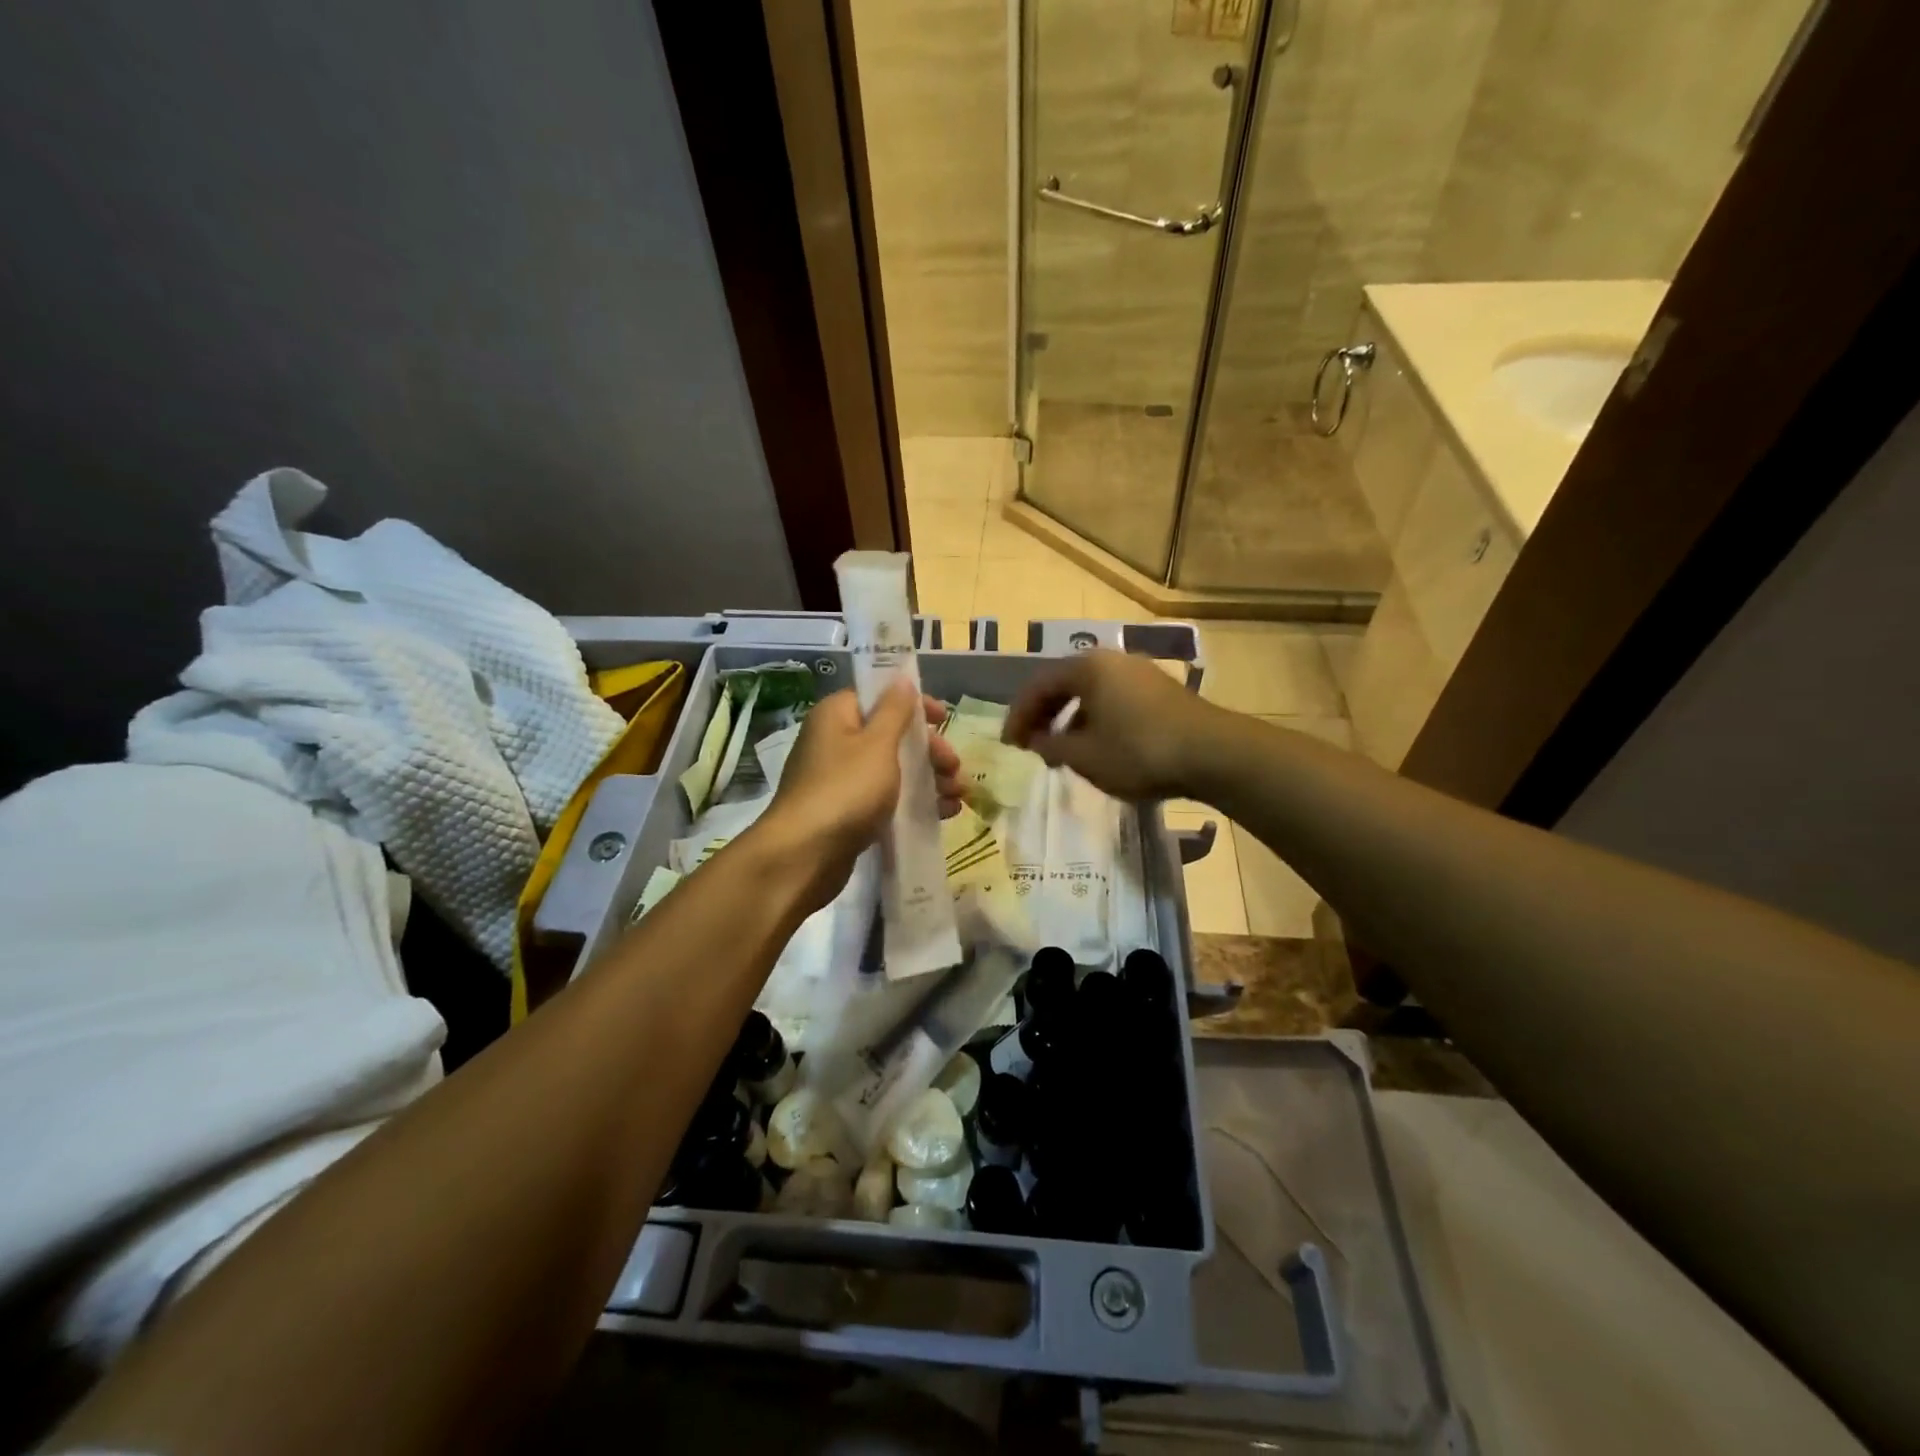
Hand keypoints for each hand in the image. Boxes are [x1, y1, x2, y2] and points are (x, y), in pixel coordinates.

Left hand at [757, 682, 962, 910]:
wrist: (804, 855)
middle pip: (891, 736)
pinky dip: (913, 801)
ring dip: (928, 778)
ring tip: (957, 796)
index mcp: (837, 716)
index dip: (914, 706)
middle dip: (929, 751)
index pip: (879, 698)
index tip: (944, 720)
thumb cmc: (845, 789)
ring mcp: (839, 779)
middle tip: (955, 767)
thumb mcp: (877, 744)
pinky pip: (886, 798)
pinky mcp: (846, 812)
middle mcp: (835, 742)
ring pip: (892, 770)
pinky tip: (943, 813)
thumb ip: (895, 711)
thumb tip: (901, 680)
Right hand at [1003, 649, 1221, 800]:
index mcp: (1087, 668)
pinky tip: (1099, 747)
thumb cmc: (1139, 751)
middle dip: (1044, 716)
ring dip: (1070, 720)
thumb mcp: (1084, 756)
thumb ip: (1051, 745)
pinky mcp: (1160, 691)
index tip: (1009, 744)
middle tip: (1031, 745)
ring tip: (1063, 751)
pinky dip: (1096, 720)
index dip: (1019, 716)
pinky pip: (1114, 700)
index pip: (1038, 686)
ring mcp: (1139, 673)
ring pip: (1091, 693)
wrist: (1213, 754)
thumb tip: (1036, 739)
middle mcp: (1112, 660)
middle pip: (1065, 684)